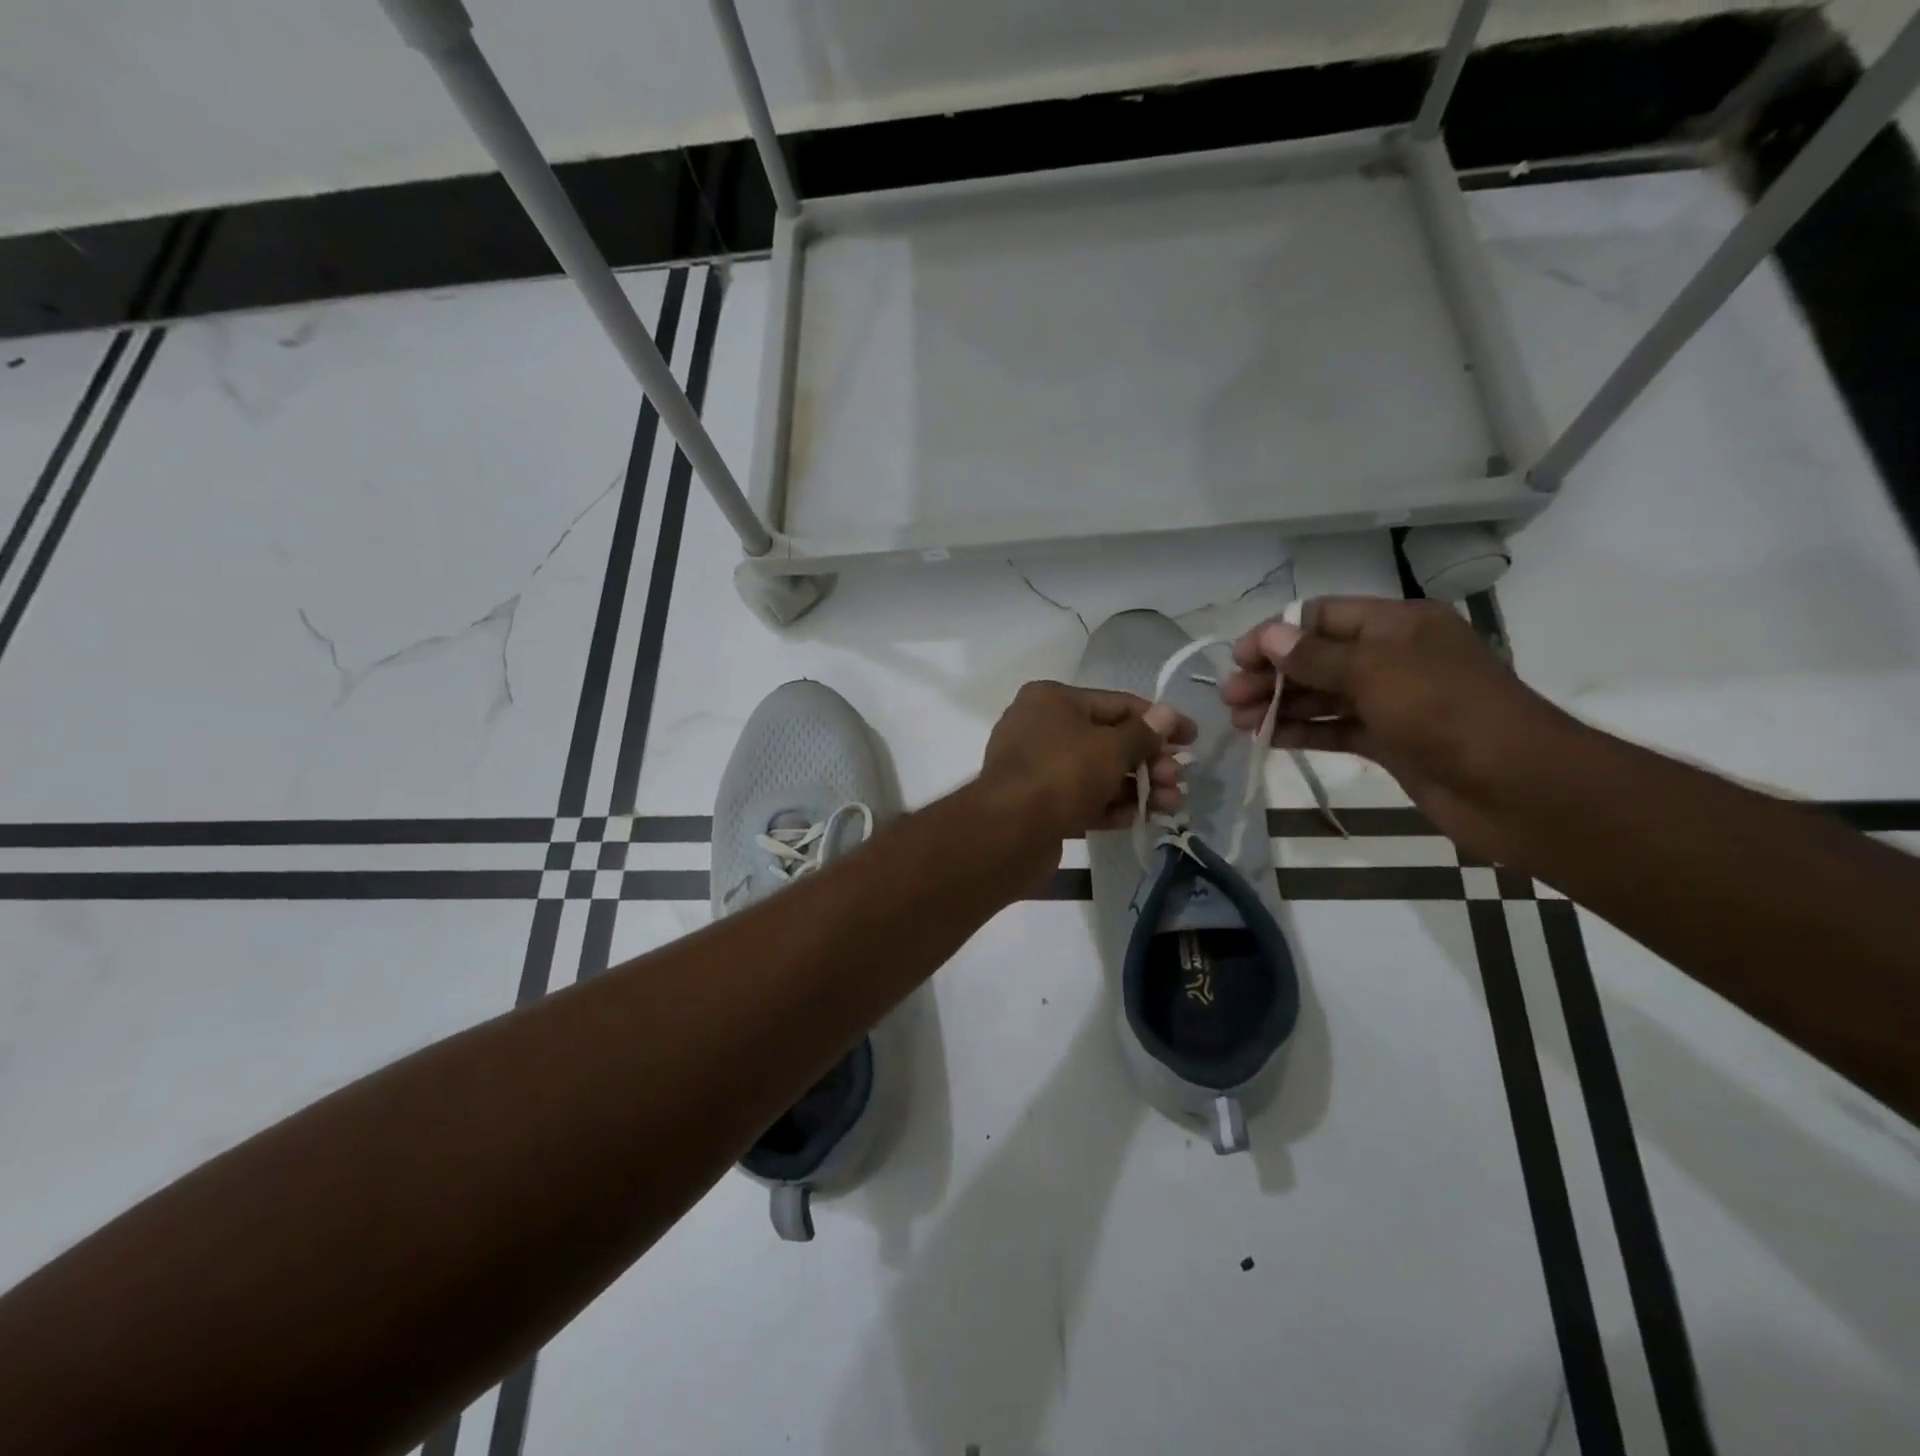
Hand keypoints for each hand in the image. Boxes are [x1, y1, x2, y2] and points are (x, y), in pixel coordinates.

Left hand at [982, 681, 1195, 837]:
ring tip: (1170, 805)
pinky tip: (1135, 818)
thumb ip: (1143, 733)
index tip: (1192, 738)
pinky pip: (1079, 798)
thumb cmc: (1062, 774)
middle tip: (1178, 782)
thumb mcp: (1111, 749)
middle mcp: (1040, 726)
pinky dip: (1108, 806)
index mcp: (1052, 699)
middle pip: (1107, 740)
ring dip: (1135, 787)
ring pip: (1096, 772)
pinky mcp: (1036, 802)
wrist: (1008, 831)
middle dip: (1148, 762)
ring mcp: (1035, 766)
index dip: (1158, 721)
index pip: (1117, 704)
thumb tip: (1168, 713)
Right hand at [1220, 597, 1576, 858]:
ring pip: (1323, 694)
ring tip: (1240, 721)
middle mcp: (1393, 657)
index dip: (1277, 633)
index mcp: (1398, 625)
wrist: (1517, 787)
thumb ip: (1316, 656)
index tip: (1238, 659)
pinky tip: (1268, 738)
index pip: (1324, 616)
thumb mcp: (1375, 673)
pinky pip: (1336, 728)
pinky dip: (1303, 730)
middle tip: (1230, 697)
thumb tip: (1269, 635)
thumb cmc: (1446, 712)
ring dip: (1281, 704)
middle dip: (1272, 673)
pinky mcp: (1391, 741)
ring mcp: (1392, 701)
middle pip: (1318, 656)